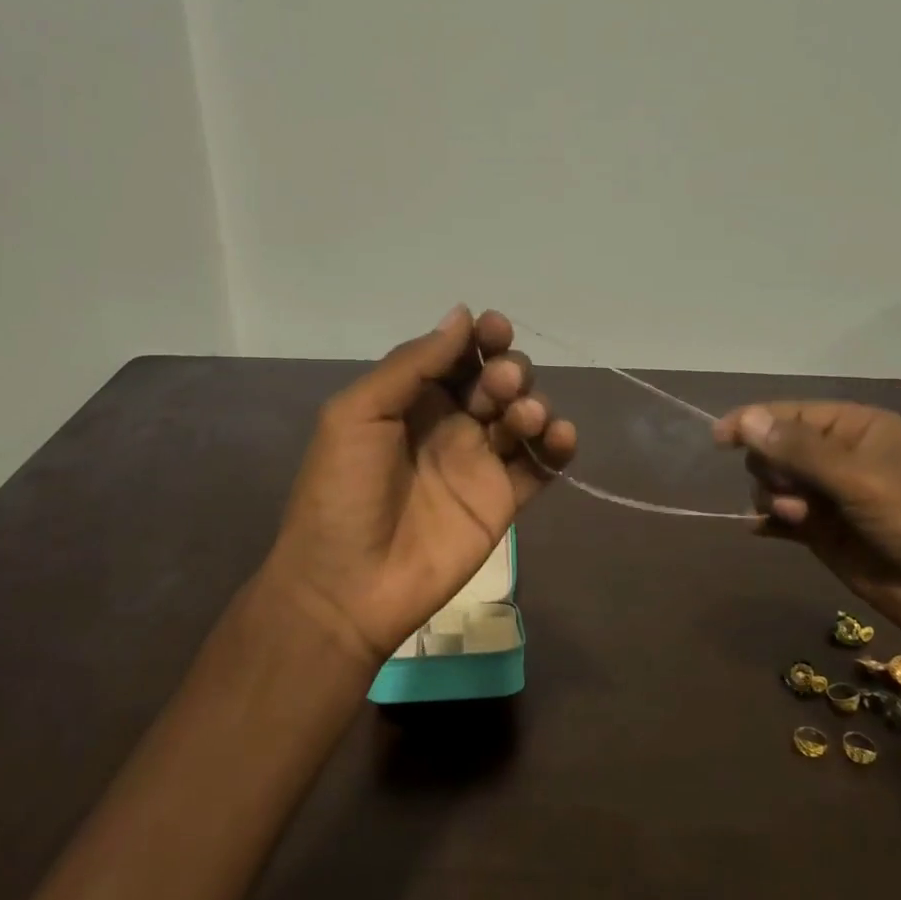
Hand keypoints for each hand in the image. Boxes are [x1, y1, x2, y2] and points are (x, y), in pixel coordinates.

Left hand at [261, 307, 576, 665]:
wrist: (346, 586)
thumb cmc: (341, 492)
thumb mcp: (358, 414)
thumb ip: (412, 364)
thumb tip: (462, 314)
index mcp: (413, 399)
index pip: (458, 355)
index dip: (480, 338)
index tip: (495, 329)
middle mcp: (451, 424)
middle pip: (498, 381)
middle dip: (508, 370)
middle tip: (500, 385)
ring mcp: (480, 463)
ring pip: (524, 416)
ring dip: (533, 403)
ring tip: (523, 416)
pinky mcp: (504, 500)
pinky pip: (542, 465)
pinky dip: (558, 445)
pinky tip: (558, 437)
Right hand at [712, 401, 900, 650]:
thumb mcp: (859, 479)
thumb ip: (799, 450)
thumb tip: (746, 420)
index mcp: (855, 428)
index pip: (789, 414)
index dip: (753, 423)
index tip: (719, 441)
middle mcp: (838, 456)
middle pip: (775, 448)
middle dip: (773, 469)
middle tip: (794, 494)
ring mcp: (829, 496)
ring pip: (772, 484)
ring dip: (774, 499)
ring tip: (798, 518)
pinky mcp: (822, 532)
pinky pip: (779, 517)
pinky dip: (769, 521)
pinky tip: (764, 530)